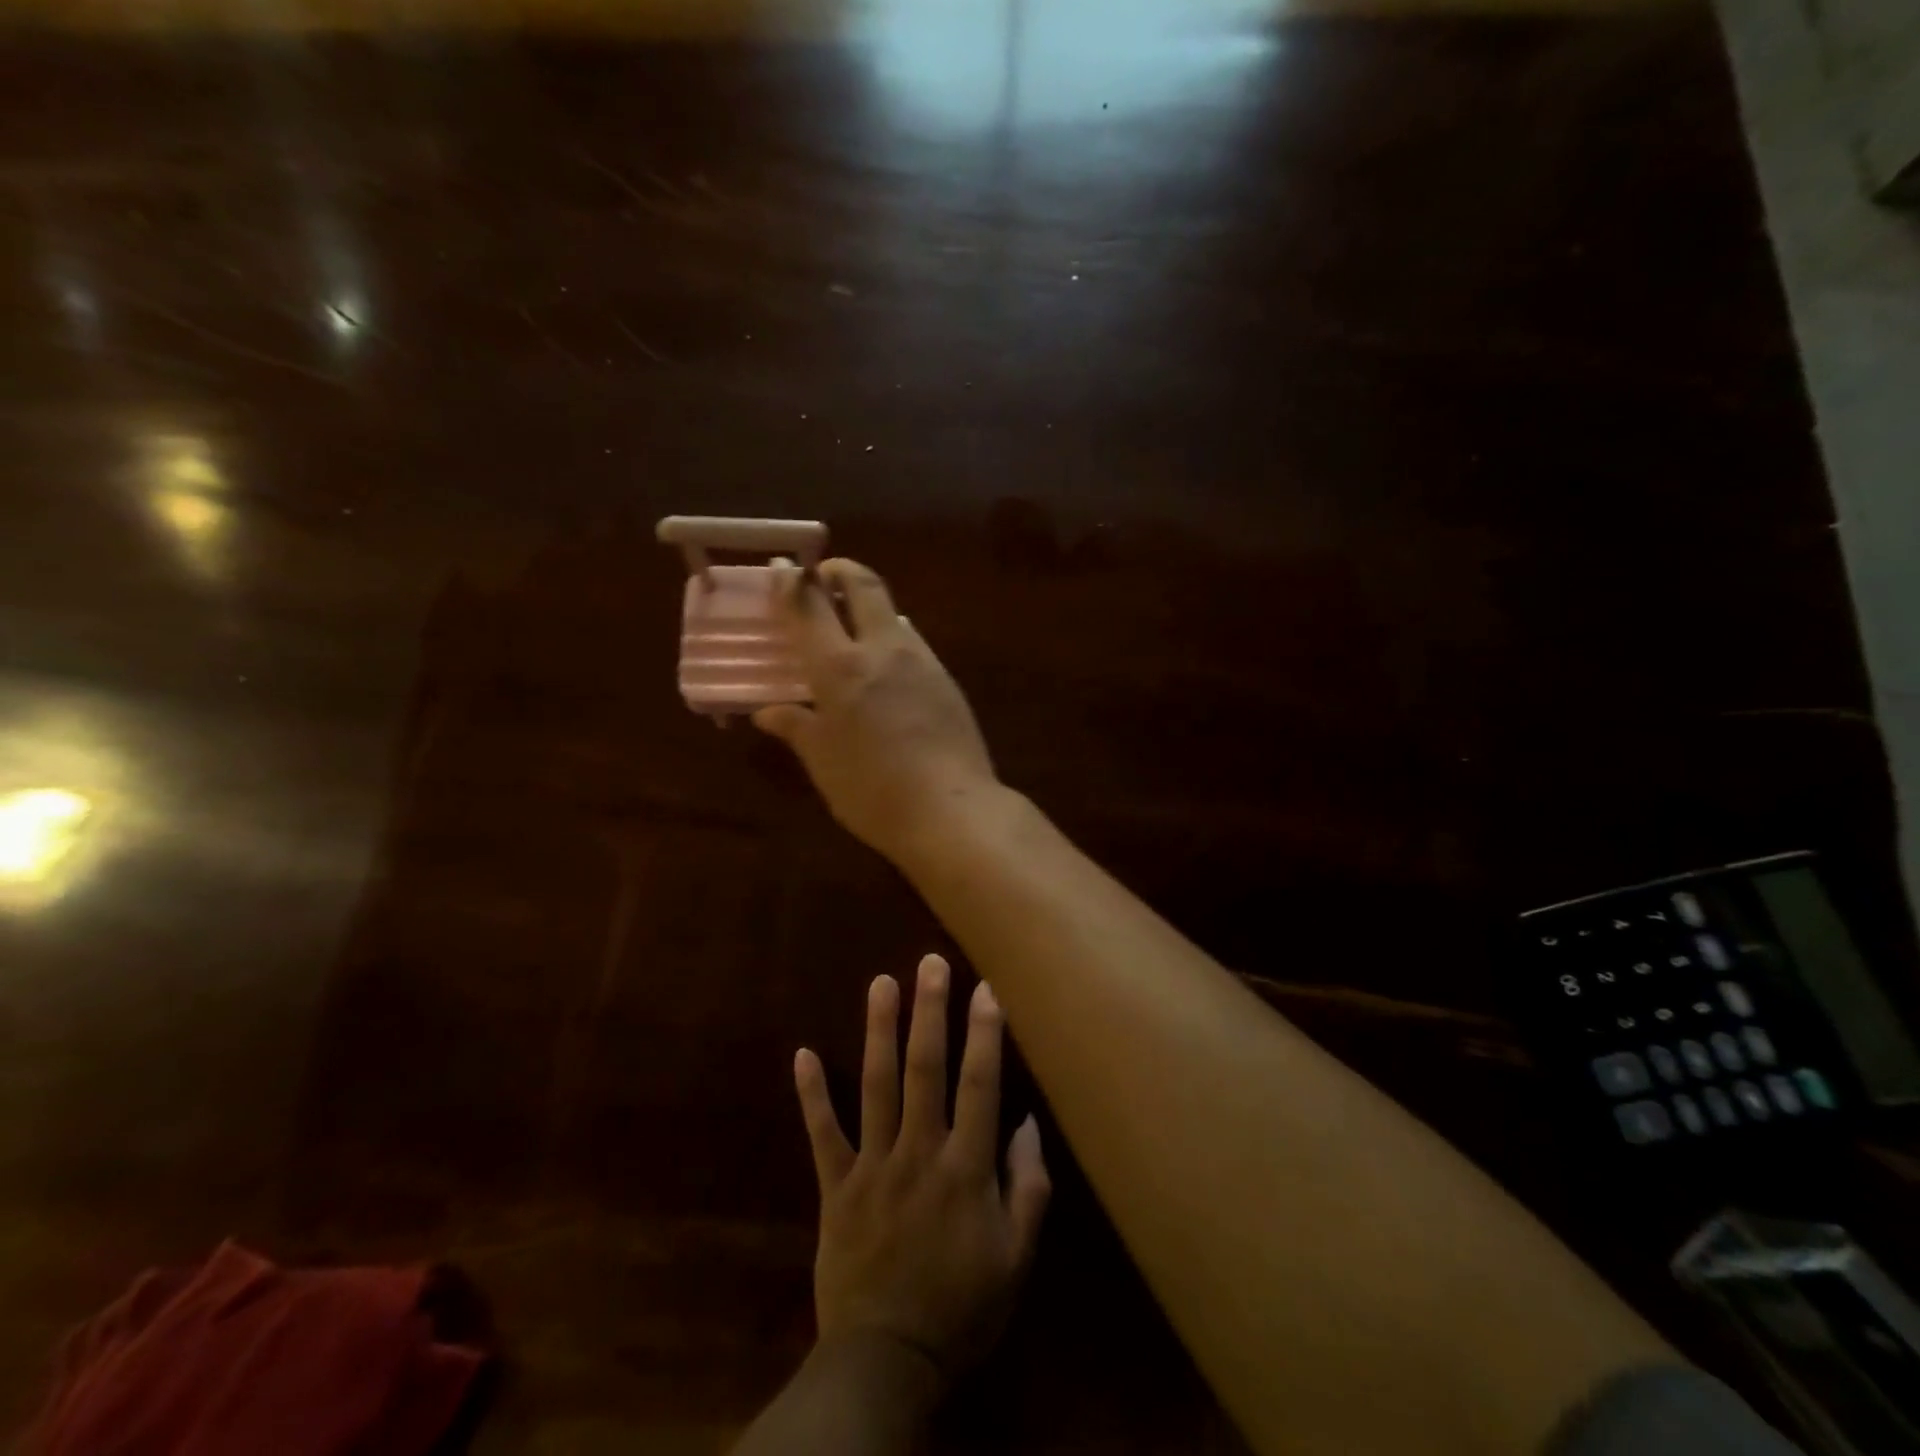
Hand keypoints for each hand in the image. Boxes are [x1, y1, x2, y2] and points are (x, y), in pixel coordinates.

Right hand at [753, 559, 1000, 863]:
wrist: (952, 810)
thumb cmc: (872, 789)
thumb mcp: (823, 762)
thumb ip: (796, 728)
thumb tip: (768, 712)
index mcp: (841, 667)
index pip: (810, 605)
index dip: (792, 584)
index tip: (782, 573)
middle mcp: (883, 650)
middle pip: (865, 586)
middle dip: (842, 572)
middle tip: (825, 579)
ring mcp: (923, 662)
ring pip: (895, 615)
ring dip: (871, 610)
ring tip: (854, 633)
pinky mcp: (948, 681)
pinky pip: (915, 646)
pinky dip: (893, 643)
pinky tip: (888, 674)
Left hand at [793, 954, 1049, 1386]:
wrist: (887, 1362)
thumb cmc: (963, 1307)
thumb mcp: (1016, 1258)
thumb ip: (1028, 1187)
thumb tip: (1028, 1122)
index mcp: (965, 1168)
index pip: (979, 1086)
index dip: (984, 1034)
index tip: (985, 987)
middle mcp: (918, 1152)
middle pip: (925, 1069)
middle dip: (930, 1012)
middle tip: (929, 963)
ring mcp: (872, 1165)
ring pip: (876, 1086)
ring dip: (879, 1031)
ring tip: (881, 982)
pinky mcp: (836, 1186)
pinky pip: (822, 1134)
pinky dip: (812, 1095)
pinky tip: (802, 1053)